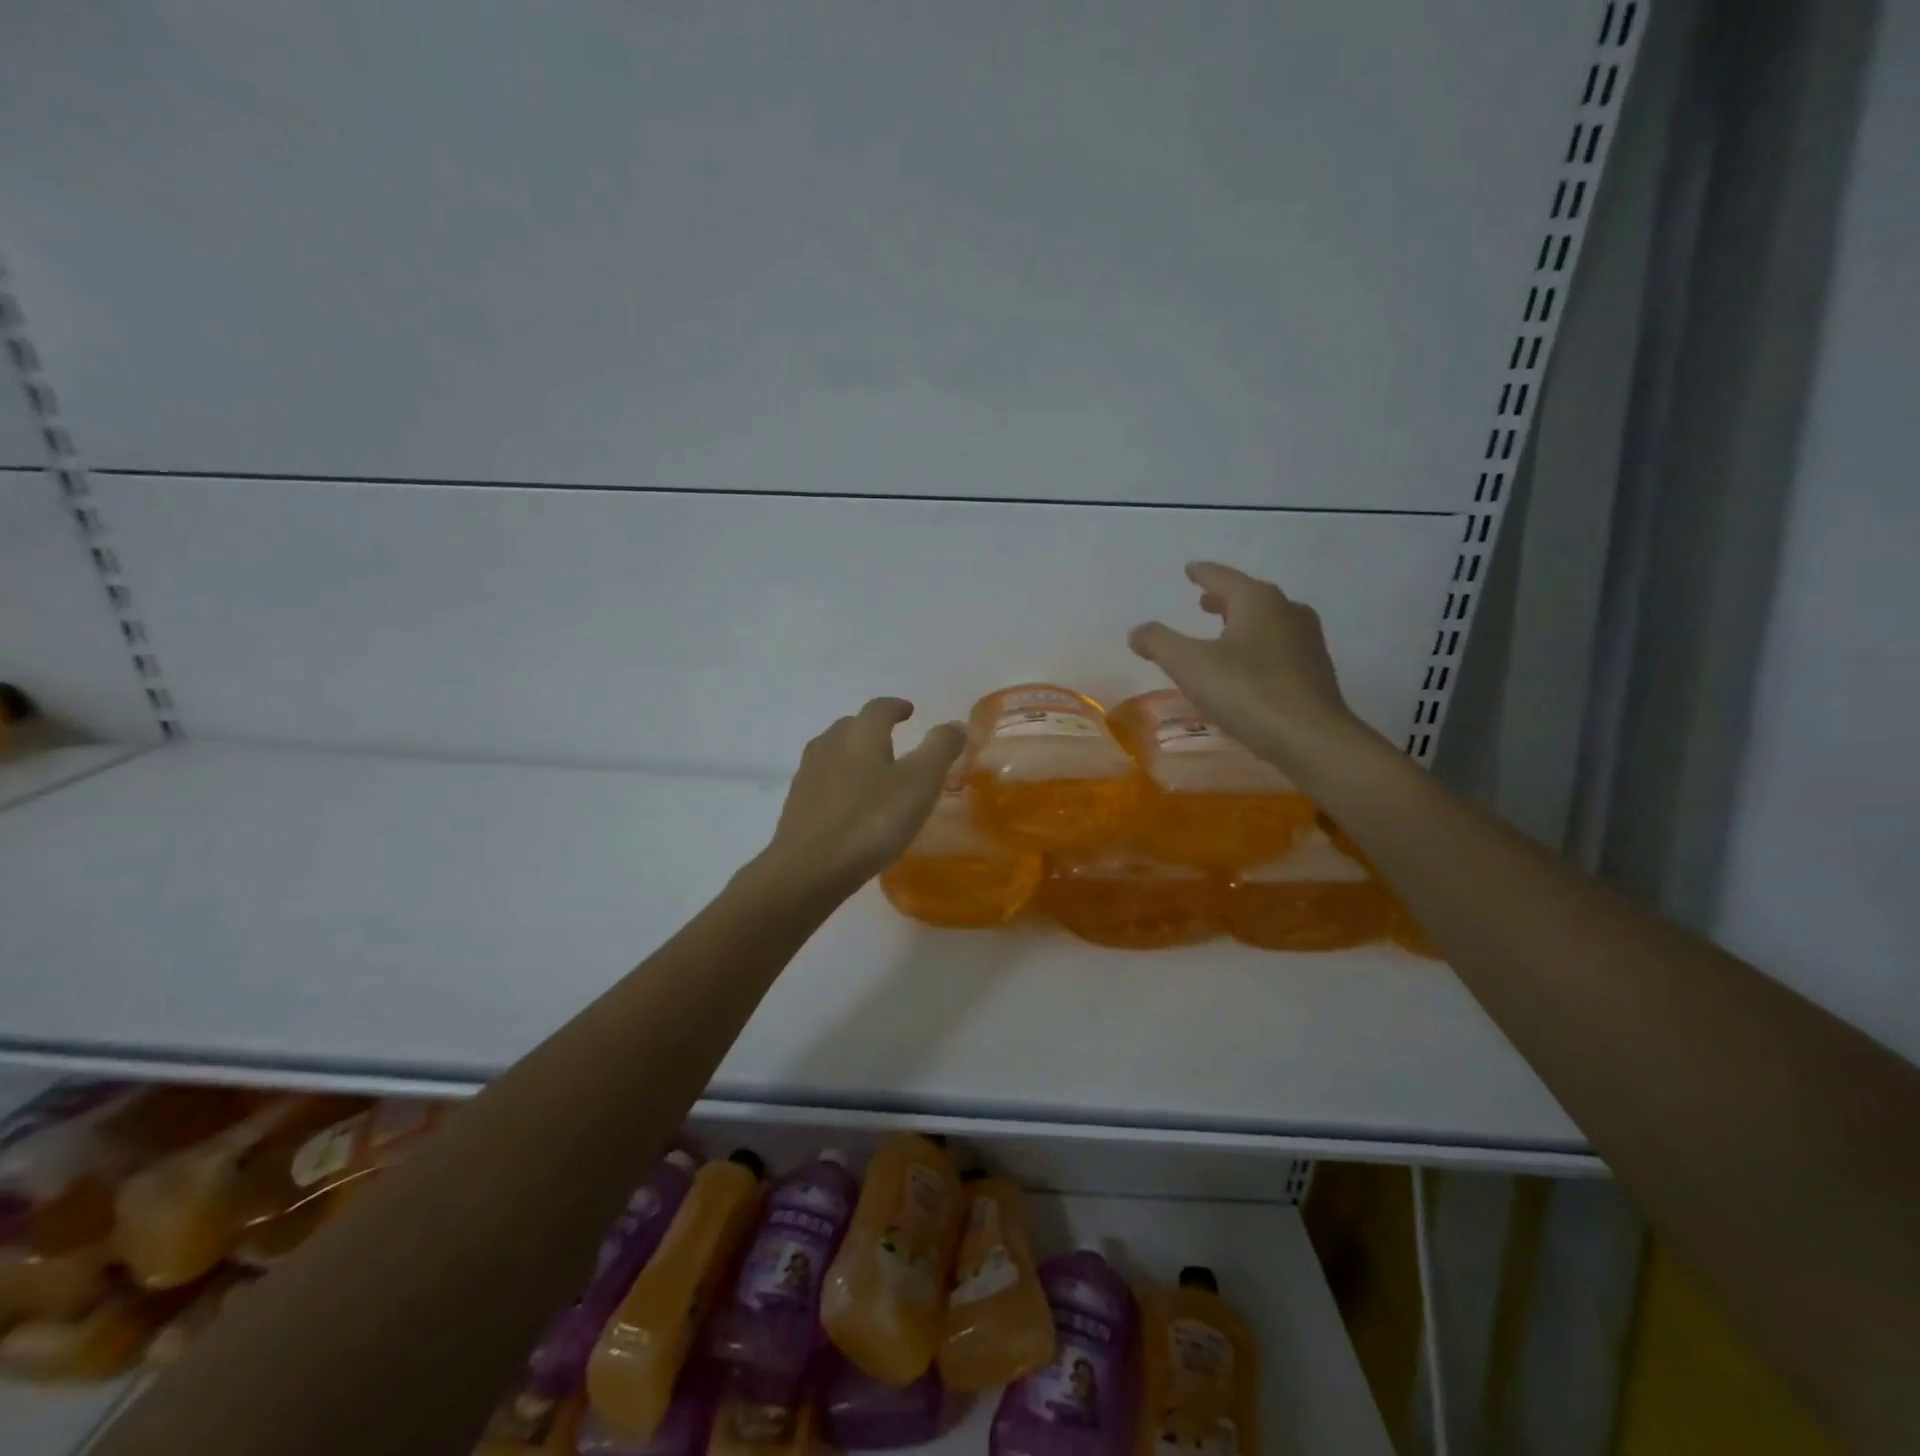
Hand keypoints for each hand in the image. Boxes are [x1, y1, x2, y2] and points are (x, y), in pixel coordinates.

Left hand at [759, 698, 967, 896]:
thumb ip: (940, 749)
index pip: (879, 708)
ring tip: (872, 771)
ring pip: (833, 752)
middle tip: (893, 740)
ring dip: (853, 754)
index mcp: (860, 734)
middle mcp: (830, 745)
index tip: (909, 711)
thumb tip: (957, 724)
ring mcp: (808, 774)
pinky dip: (839, 782)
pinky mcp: (797, 804)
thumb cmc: (871, 821)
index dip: (896, 707)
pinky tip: (849, 803)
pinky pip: (822, 781)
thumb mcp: (920, 783)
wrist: (808, 868)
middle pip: (851, 726)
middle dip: (872, 728)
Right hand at [1129, 562, 1365, 775]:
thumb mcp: (1190, 665)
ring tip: (1222, 633)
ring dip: (1242, 622)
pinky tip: (1247, 667)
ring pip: (1267, 621)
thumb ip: (1159, 643)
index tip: (1190, 570)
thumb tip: (1137, 631)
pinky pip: (1279, 647)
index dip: (1203, 574)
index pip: (1223, 577)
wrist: (1311, 739)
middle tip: (1203, 601)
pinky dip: (1257, 646)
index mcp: (1258, 601)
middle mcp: (1288, 612)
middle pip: (1250, 596)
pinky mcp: (1315, 672)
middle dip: (1224, 598)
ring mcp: (1307, 642)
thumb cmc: (1248, 693)